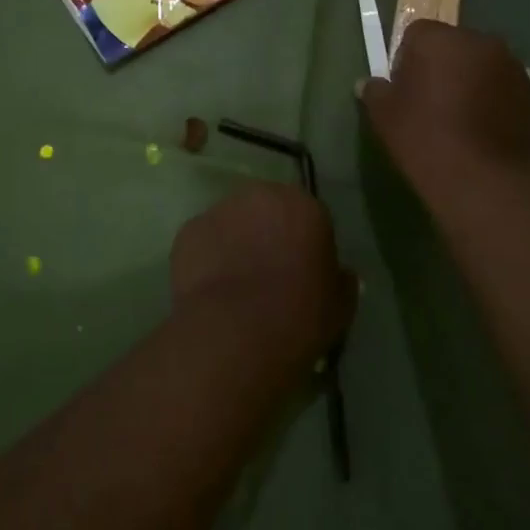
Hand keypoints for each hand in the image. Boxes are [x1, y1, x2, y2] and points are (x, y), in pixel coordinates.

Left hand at [170, 182, 355, 366]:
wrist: (235, 333)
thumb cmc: (299, 317)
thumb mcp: (340, 306)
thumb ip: (341, 281)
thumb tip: (340, 274)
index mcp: (304, 206)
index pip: (310, 216)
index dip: (306, 244)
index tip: (304, 272)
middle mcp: (261, 195)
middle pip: (267, 210)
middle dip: (268, 234)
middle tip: (269, 273)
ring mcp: (220, 210)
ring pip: (232, 223)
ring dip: (236, 242)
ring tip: (236, 284)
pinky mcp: (188, 230)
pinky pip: (204, 242)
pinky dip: (208, 258)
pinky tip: (211, 290)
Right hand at [359, 21, 529, 212]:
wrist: (480, 179)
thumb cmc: (424, 137)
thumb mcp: (384, 115)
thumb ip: (375, 91)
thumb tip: (368, 83)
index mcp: (440, 38)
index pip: (416, 34)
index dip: (407, 59)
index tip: (404, 87)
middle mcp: (480, 42)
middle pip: (454, 46)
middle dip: (443, 66)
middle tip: (431, 102)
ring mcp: (512, 68)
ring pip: (483, 67)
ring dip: (472, 82)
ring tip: (460, 119)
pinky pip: (504, 90)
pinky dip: (494, 102)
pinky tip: (483, 132)